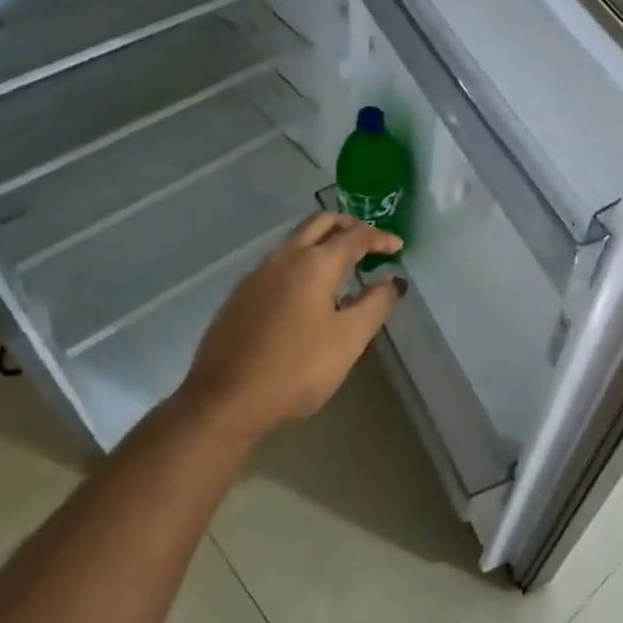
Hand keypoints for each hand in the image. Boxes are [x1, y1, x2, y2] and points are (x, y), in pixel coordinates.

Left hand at [176, 213, 404, 444]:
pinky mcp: (240, 294)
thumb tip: (391, 281)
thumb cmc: (296, 368)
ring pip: (295, 240)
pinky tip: (306, 292)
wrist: (225, 399)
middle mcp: (284, 257)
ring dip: (322, 242)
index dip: (380, 238)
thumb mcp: (348, 340)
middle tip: (369, 243)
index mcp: (315, 263)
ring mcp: (257, 274)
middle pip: (319, 222)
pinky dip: (302, 261)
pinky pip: (278, 263)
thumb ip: (374, 305)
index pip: (355, 236)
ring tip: (342, 265)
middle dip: (348, 225)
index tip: (398, 246)